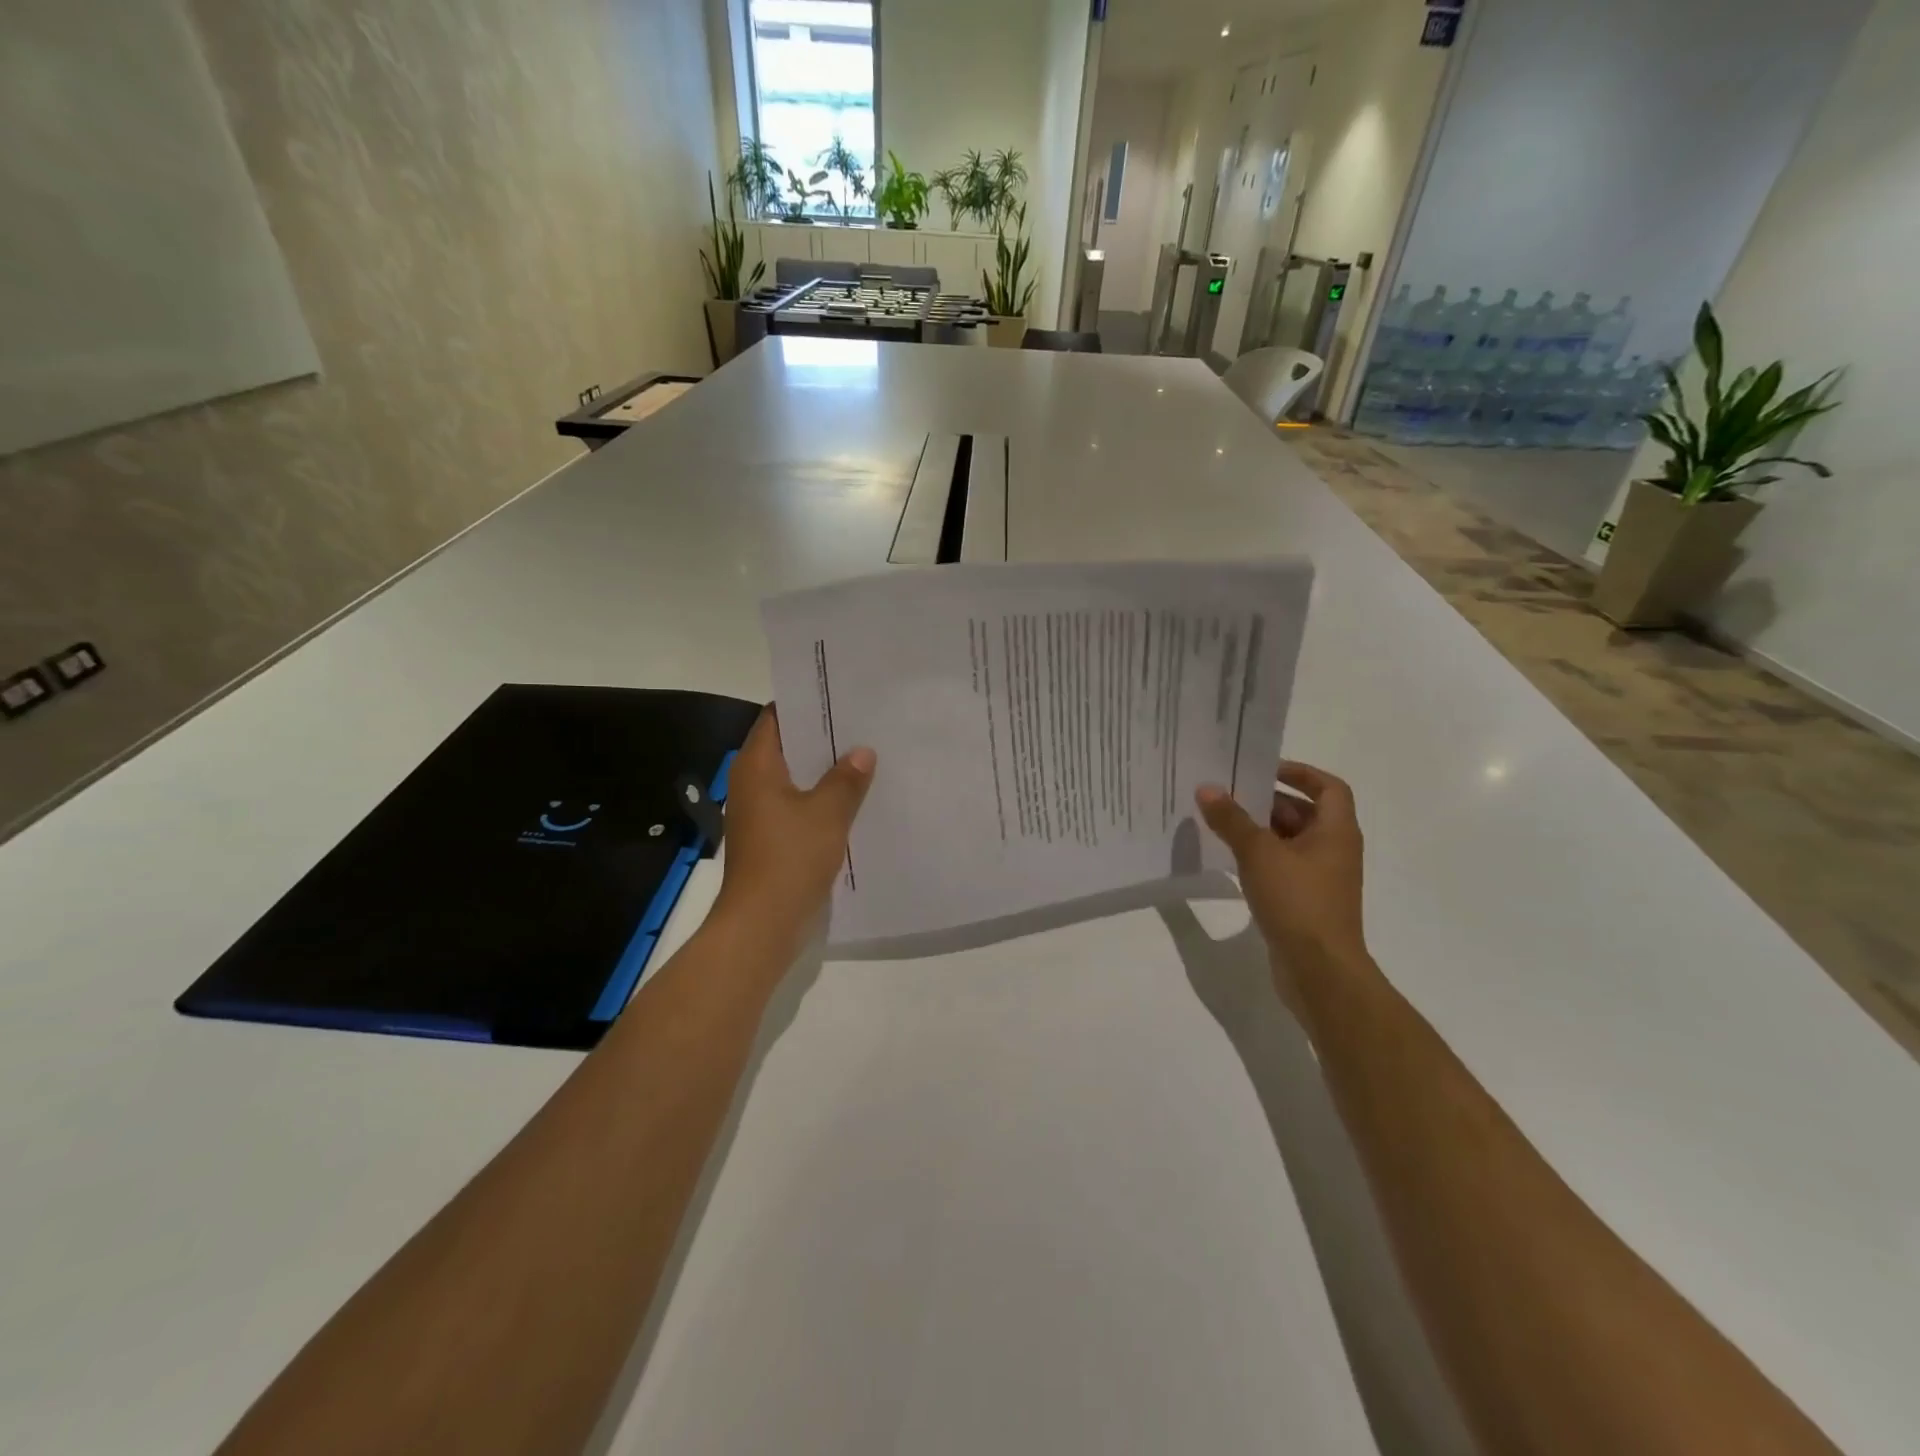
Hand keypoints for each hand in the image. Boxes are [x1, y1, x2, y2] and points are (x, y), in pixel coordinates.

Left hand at [712, 707, 875, 958]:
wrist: (762, 924)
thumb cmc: (790, 858)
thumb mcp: (827, 813)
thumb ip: (846, 779)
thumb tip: (862, 752)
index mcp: (757, 766)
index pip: (777, 717)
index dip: (808, 704)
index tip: (842, 696)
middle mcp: (753, 783)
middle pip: (788, 747)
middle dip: (824, 738)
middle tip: (865, 724)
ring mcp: (761, 812)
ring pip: (797, 778)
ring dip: (826, 771)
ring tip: (868, 757)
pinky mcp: (772, 837)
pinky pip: (799, 805)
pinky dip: (822, 799)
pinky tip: (856, 800)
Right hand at [1195, 762, 1366, 975]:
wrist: (1320, 970)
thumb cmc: (1298, 901)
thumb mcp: (1259, 853)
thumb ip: (1232, 820)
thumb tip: (1207, 788)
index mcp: (1336, 831)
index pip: (1328, 787)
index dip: (1299, 773)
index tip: (1263, 770)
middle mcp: (1335, 850)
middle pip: (1305, 813)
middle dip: (1268, 802)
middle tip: (1229, 795)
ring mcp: (1322, 878)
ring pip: (1291, 841)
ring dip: (1261, 830)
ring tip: (1221, 823)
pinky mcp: (1307, 901)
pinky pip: (1283, 867)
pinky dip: (1261, 858)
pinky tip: (1231, 860)